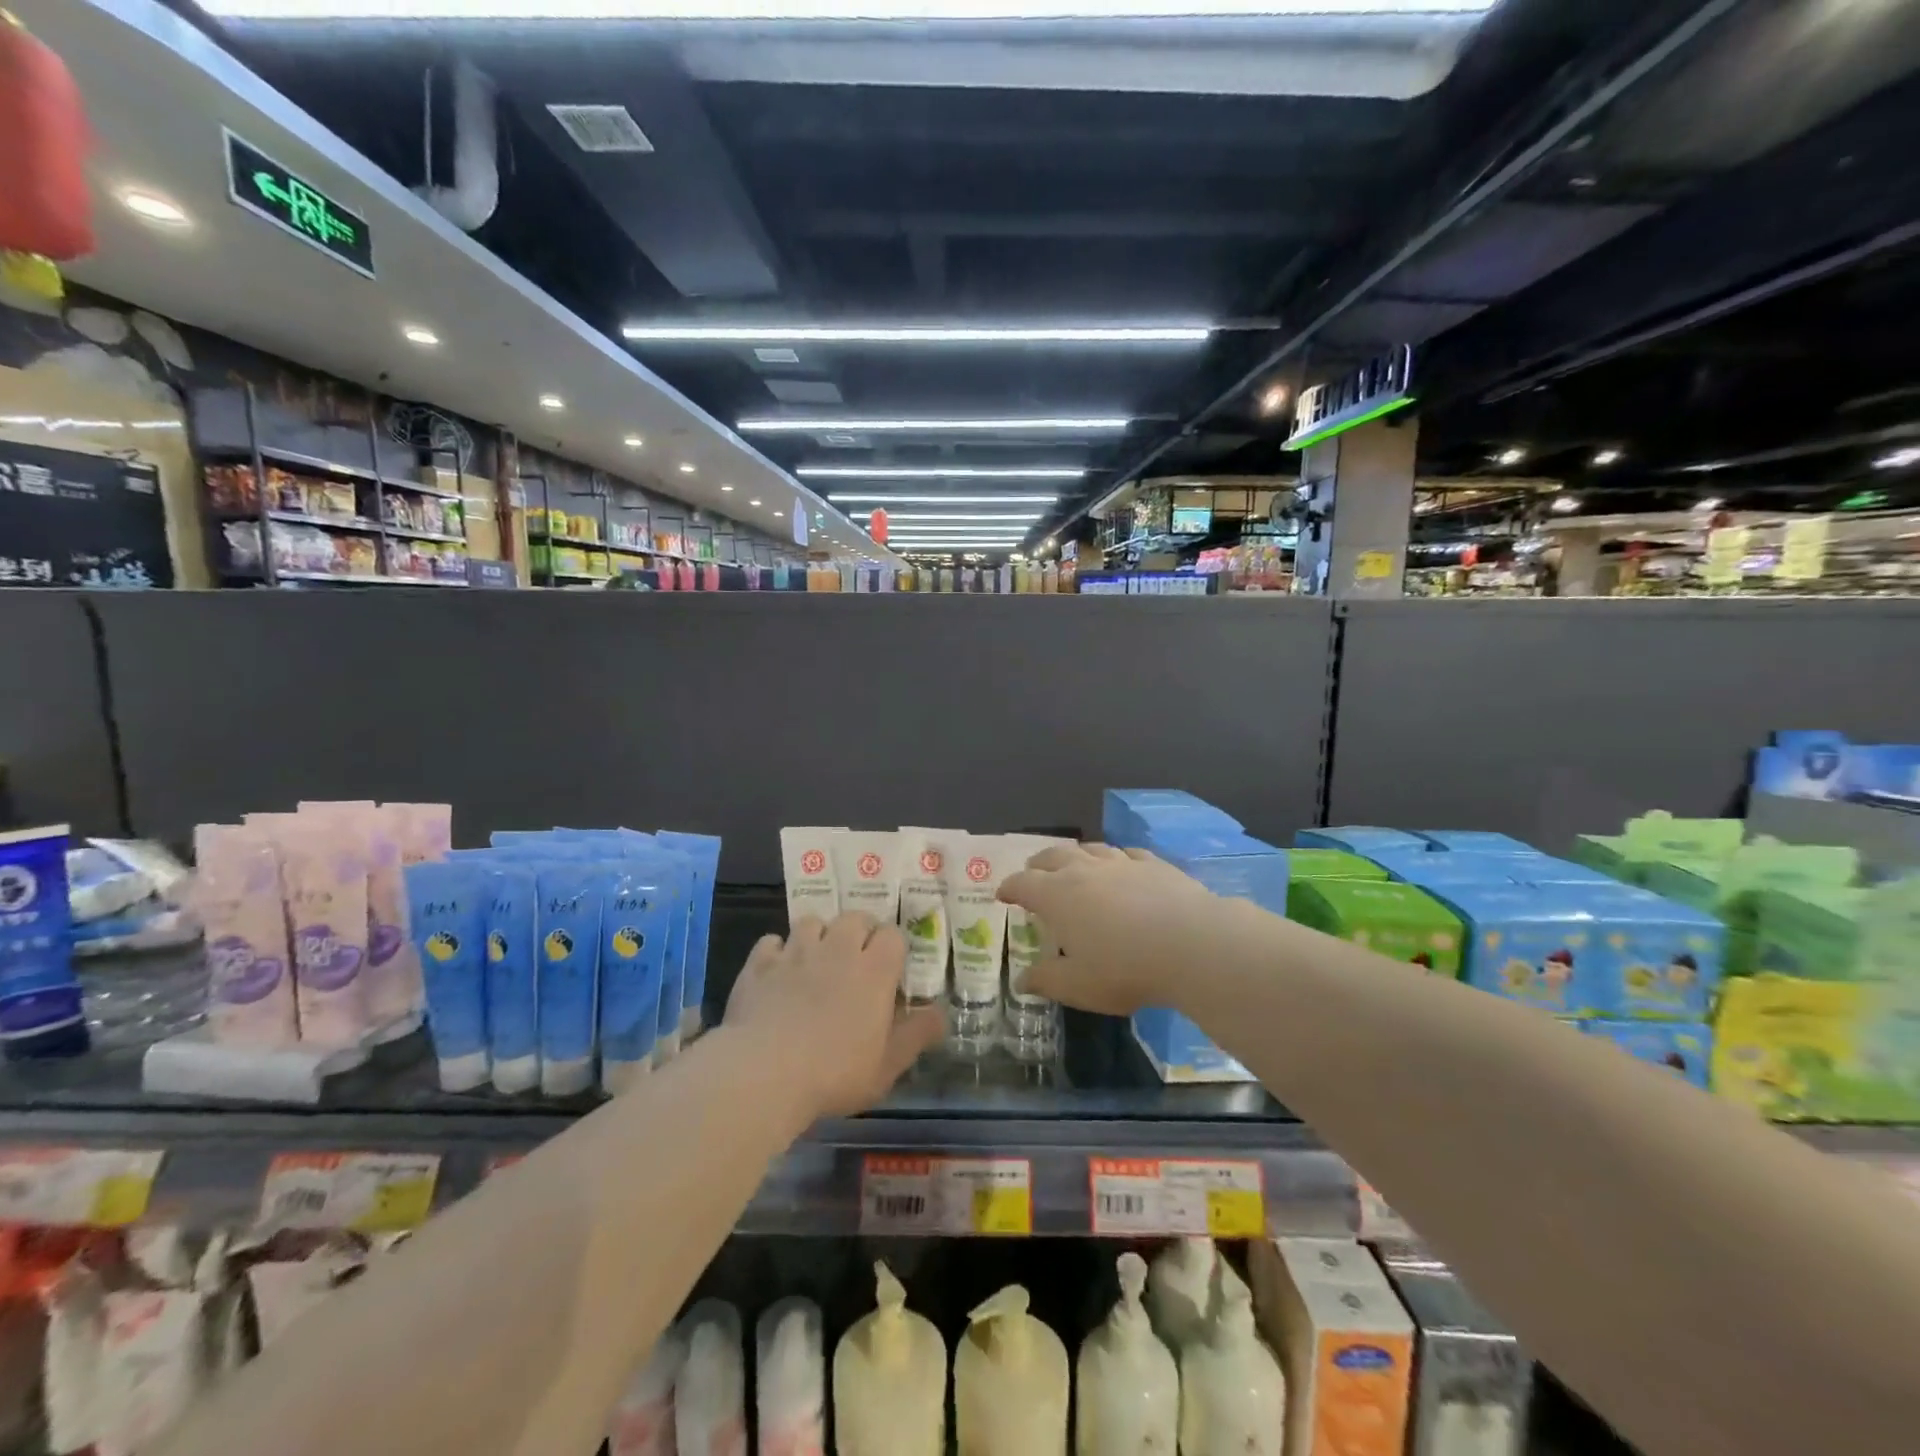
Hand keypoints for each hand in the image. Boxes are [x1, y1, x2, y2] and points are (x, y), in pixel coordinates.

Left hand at [723, 912, 944, 1119]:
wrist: (764, 1072)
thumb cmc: (836, 1071)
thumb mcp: (888, 1064)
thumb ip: (918, 1034)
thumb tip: (941, 1014)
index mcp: (874, 968)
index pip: (892, 934)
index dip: (892, 947)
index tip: (890, 968)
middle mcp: (837, 948)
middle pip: (854, 918)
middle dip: (858, 932)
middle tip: (856, 959)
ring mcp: (795, 952)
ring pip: (811, 922)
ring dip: (818, 935)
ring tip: (817, 960)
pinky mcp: (760, 964)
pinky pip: (771, 941)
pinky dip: (777, 951)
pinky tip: (778, 970)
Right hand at [998, 844, 1227, 1014]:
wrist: (1192, 945)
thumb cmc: (1125, 969)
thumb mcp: (1078, 986)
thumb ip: (1046, 980)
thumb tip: (1020, 980)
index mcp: (1057, 896)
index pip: (1023, 883)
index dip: (1009, 888)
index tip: (1003, 894)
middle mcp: (1084, 870)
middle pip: (1053, 856)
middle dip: (1038, 864)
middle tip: (1033, 872)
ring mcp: (1121, 863)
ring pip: (1090, 849)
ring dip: (1076, 855)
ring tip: (1074, 864)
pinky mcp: (1154, 864)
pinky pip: (1127, 854)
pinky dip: (1116, 858)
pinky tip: (1122, 865)